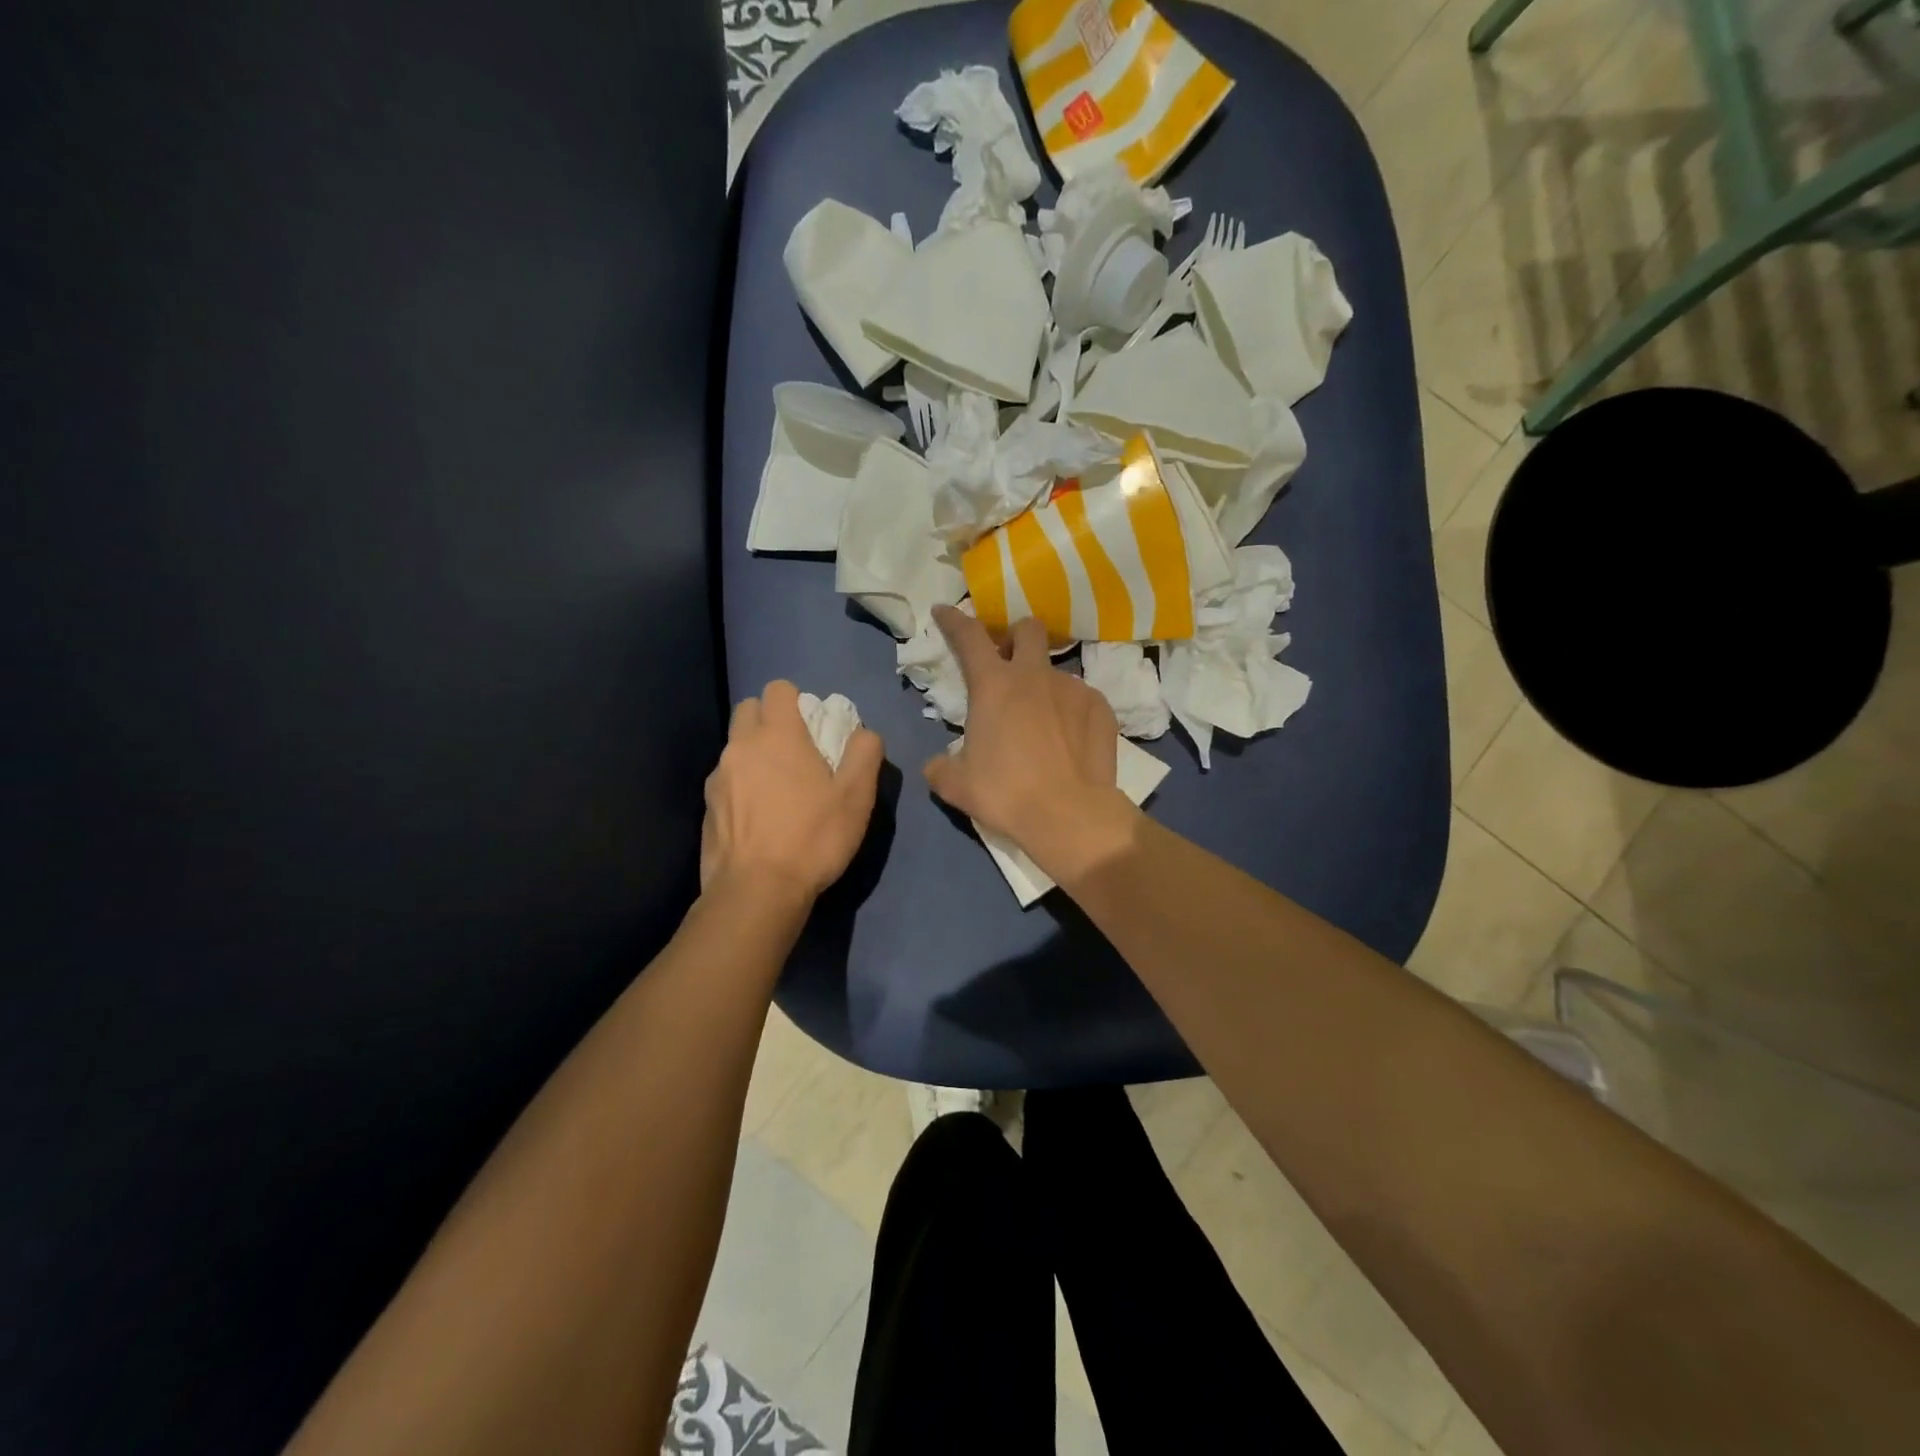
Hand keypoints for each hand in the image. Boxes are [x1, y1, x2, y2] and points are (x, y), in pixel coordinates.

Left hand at [701, 680, 883, 901]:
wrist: (757, 891)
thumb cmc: (813, 837)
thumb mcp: (857, 796)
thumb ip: (864, 753)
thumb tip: (863, 733)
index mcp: (778, 735)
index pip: (778, 688)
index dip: (797, 701)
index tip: (813, 727)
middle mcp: (741, 746)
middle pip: (748, 709)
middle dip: (770, 719)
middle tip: (795, 752)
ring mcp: (718, 777)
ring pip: (735, 746)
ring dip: (754, 754)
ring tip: (778, 790)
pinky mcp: (706, 807)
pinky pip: (725, 780)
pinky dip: (741, 786)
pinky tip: (759, 818)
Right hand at [922, 607, 1138, 883]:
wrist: (1069, 815)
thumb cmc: (1006, 794)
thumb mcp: (957, 785)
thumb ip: (940, 767)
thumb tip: (936, 765)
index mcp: (994, 686)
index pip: (969, 636)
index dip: (954, 620)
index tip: (945, 611)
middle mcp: (1034, 676)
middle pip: (1027, 629)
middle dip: (1015, 637)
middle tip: (1008, 663)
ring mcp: (1073, 688)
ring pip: (1056, 669)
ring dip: (1043, 684)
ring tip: (1042, 720)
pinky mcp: (1101, 708)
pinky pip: (1081, 698)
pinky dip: (1071, 711)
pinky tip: (1069, 739)